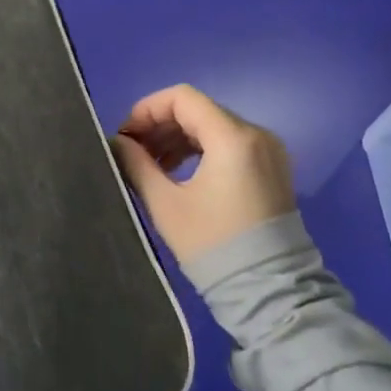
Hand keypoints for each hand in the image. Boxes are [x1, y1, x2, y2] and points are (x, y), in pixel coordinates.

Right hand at [111, 84, 295, 264]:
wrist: (270, 292)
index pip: (182, 98)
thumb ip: (137, 164)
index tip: (125, 134)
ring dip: (178, 138)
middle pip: (198, 110)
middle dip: (160, 124)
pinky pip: (229, 144)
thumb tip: (119, 142)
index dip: (147, 109)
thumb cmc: (212, 244)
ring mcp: (268, 151)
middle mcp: (256, 134)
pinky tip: (177, 172)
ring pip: (213, 126)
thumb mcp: (165, 204)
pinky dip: (200, 149)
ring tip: (151, 165)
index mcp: (232, 137)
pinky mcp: (272, 169)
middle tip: (132, 151)